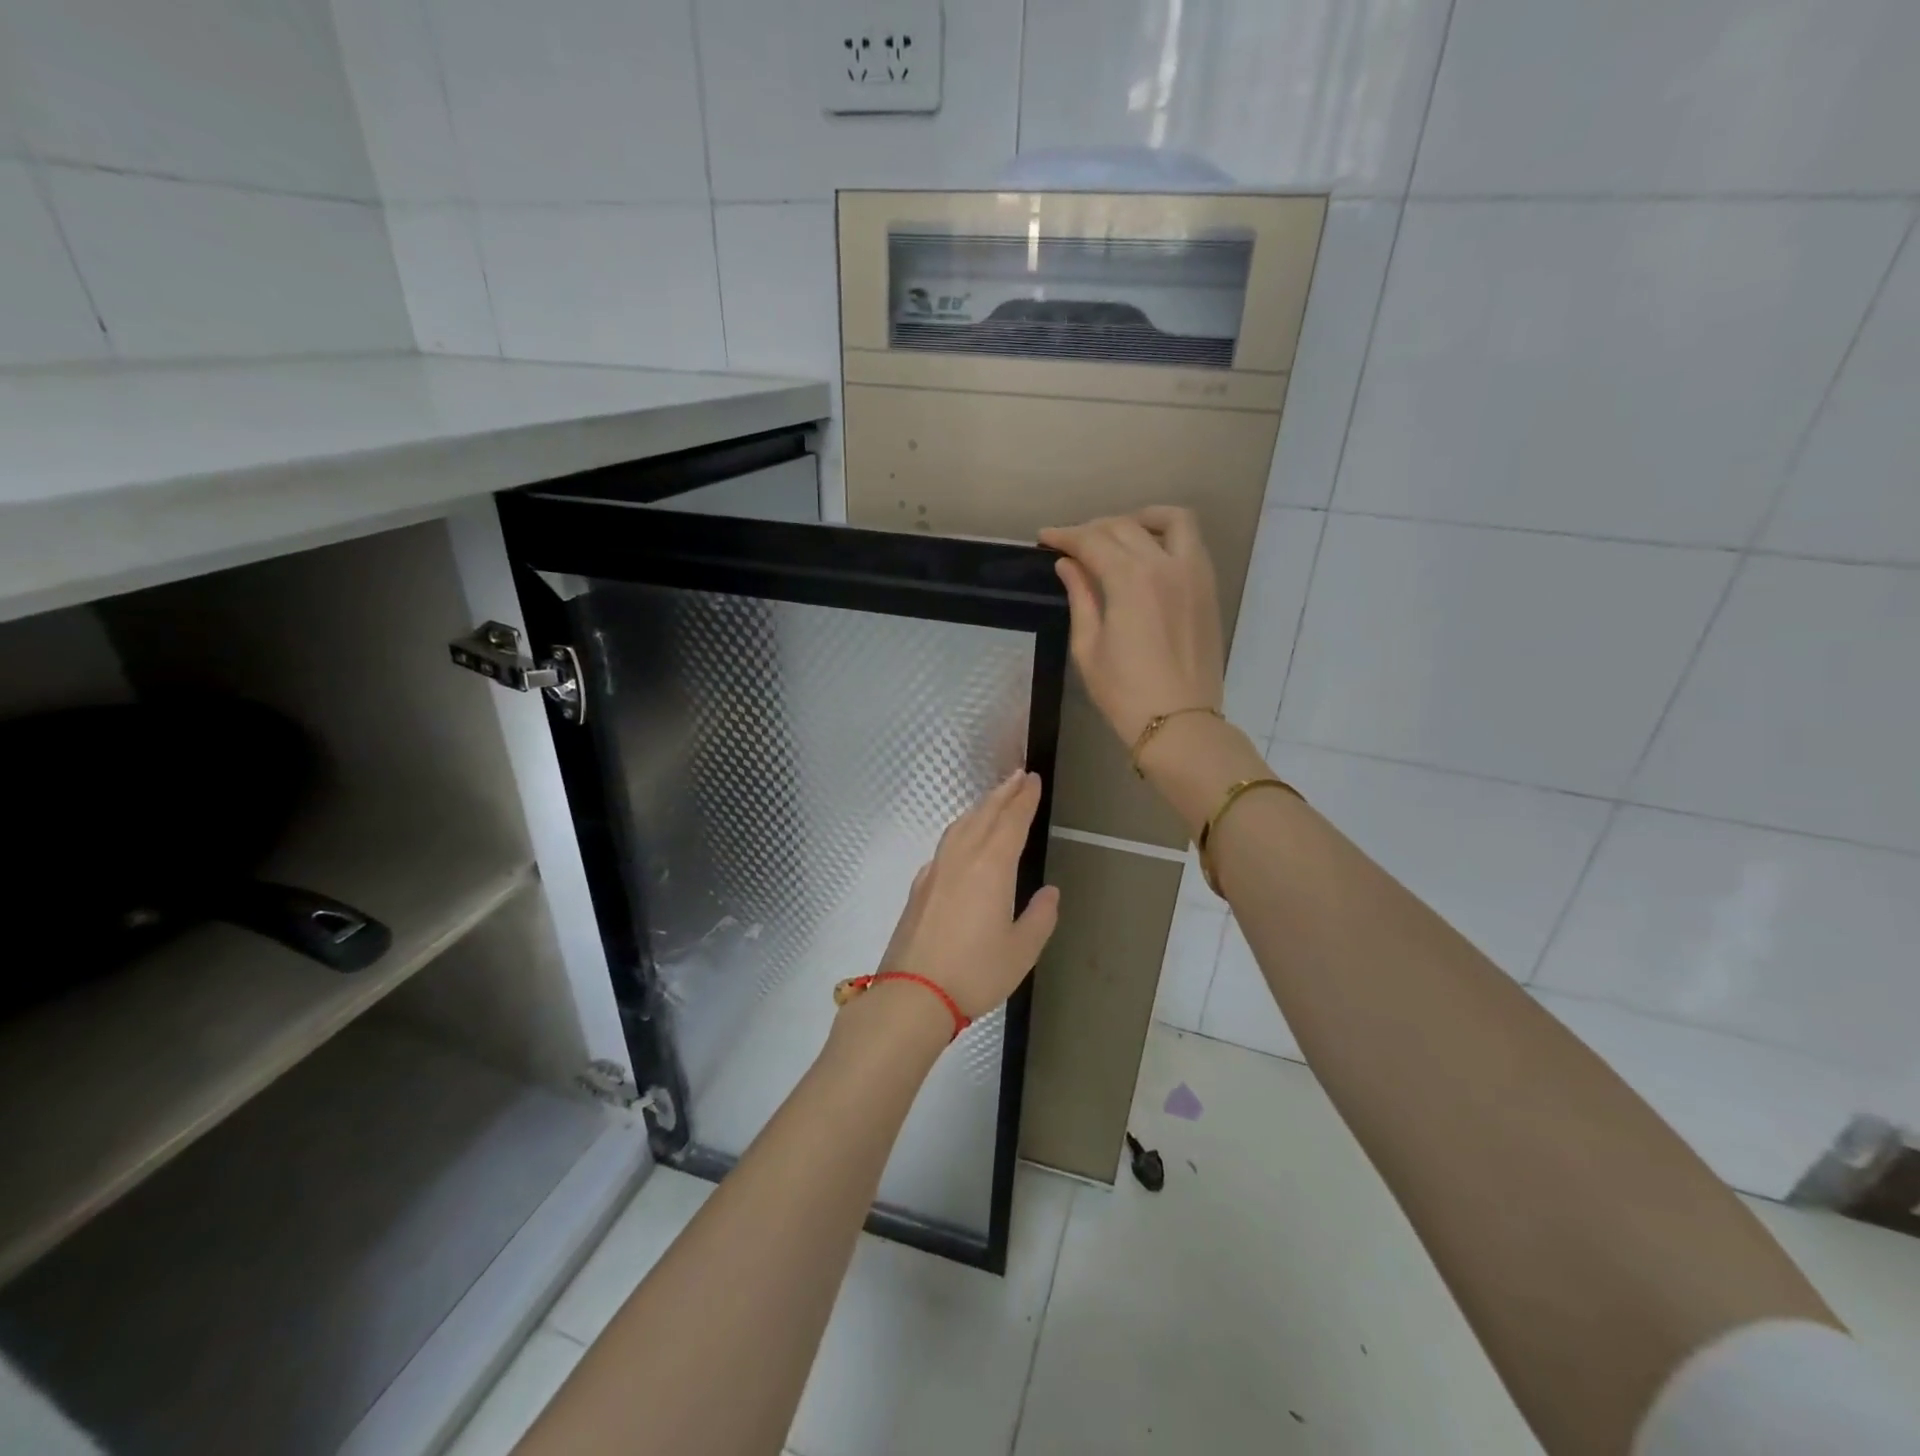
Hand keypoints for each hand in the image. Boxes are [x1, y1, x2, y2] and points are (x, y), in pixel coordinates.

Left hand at [875, 771, 1060, 1020]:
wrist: (913, 993)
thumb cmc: (975, 972)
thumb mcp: (1022, 950)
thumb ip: (1040, 917)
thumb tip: (1049, 891)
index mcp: (991, 867)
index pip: (1011, 821)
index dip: (1024, 799)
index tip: (1032, 779)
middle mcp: (962, 858)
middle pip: (984, 815)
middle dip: (1003, 794)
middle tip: (1017, 776)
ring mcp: (936, 870)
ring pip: (960, 826)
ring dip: (979, 808)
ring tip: (992, 800)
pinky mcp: (920, 887)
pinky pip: (945, 845)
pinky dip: (960, 831)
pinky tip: (961, 841)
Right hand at [1038, 507, 1225, 747]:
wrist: (1179, 723)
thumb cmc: (1124, 692)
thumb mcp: (1089, 647)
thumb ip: (1080, 598)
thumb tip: (1068, 565)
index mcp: (1130, 580)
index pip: (1092, 541)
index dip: (1065, 536)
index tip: (1045, 536)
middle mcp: (1165, 565)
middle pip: (1125, 527)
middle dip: (1094, 528)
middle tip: (1073, 543)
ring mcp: (1193, 574)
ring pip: (1171, 521)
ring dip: (1140, 519)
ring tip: (1118, 534)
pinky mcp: (1208, 588)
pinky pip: (1192, 542)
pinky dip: (1168, 535)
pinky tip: (1148, 552)